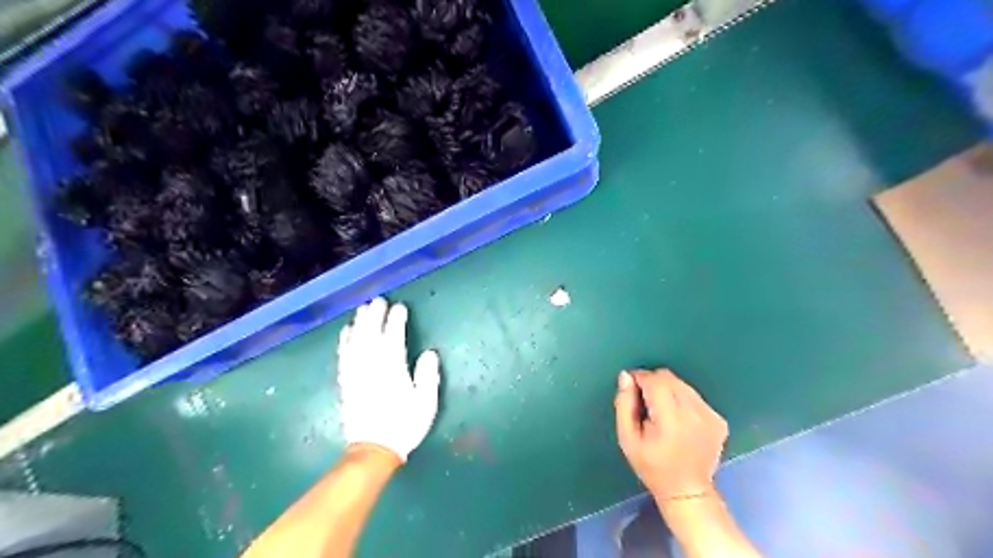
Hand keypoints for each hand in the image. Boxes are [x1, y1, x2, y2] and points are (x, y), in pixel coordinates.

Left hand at [338, 299, 437, 463]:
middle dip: (375, 316)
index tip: (400, 308)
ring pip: (356, 342)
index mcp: (393, 371)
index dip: (396, 321)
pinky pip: (343, 356)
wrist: (374, 449)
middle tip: (378, 301)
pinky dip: (344, 341)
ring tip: (363, 309)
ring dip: (359, 323)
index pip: (393, 339)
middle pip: (371, 335)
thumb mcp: (426, 403)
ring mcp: (356, 374)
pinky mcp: (346, 382)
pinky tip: (346, 331)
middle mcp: (372, 368)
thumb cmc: (404, 425)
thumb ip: (427, 376)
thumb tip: (429, 353)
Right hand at [615, 371, 726, 500]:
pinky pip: (694, 396)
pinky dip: (683, 400)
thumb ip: (624, 405)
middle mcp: (695, 413)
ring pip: (682, 384)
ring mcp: (711, 416)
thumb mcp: (627, 439)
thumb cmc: (652, 466)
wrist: (687, 491)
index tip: (631, 388)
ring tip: (661, 413)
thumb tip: (626, 377)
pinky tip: (679, 420)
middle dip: (653, 383)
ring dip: (668, 391)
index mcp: (671, 419)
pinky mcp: (719, 420)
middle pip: (669, 378)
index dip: (639, 378)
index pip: (654, 381)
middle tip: (644, 403)